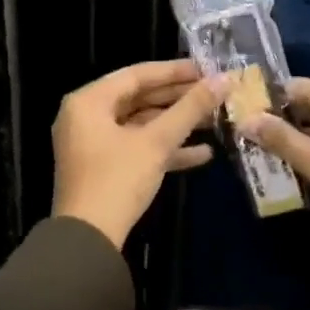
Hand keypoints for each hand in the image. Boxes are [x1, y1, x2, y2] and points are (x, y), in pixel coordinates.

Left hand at [53, 59, 223, 249]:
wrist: (88, 240)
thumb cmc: (117, 179)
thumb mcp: (156, 142)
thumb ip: (189, 109)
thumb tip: (223, 80)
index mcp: (88, 101)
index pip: (136, 75)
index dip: (173, 71)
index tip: (206, 69)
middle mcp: (86, 116)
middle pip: (138, 99)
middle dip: (178, 99)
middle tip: (214, 93)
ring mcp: (93, 144)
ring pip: (140, 125)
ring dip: (176, 125)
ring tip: (215, 120)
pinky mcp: (103, 168)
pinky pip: (136, 148)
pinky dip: (164, 149)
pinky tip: (203, 153)